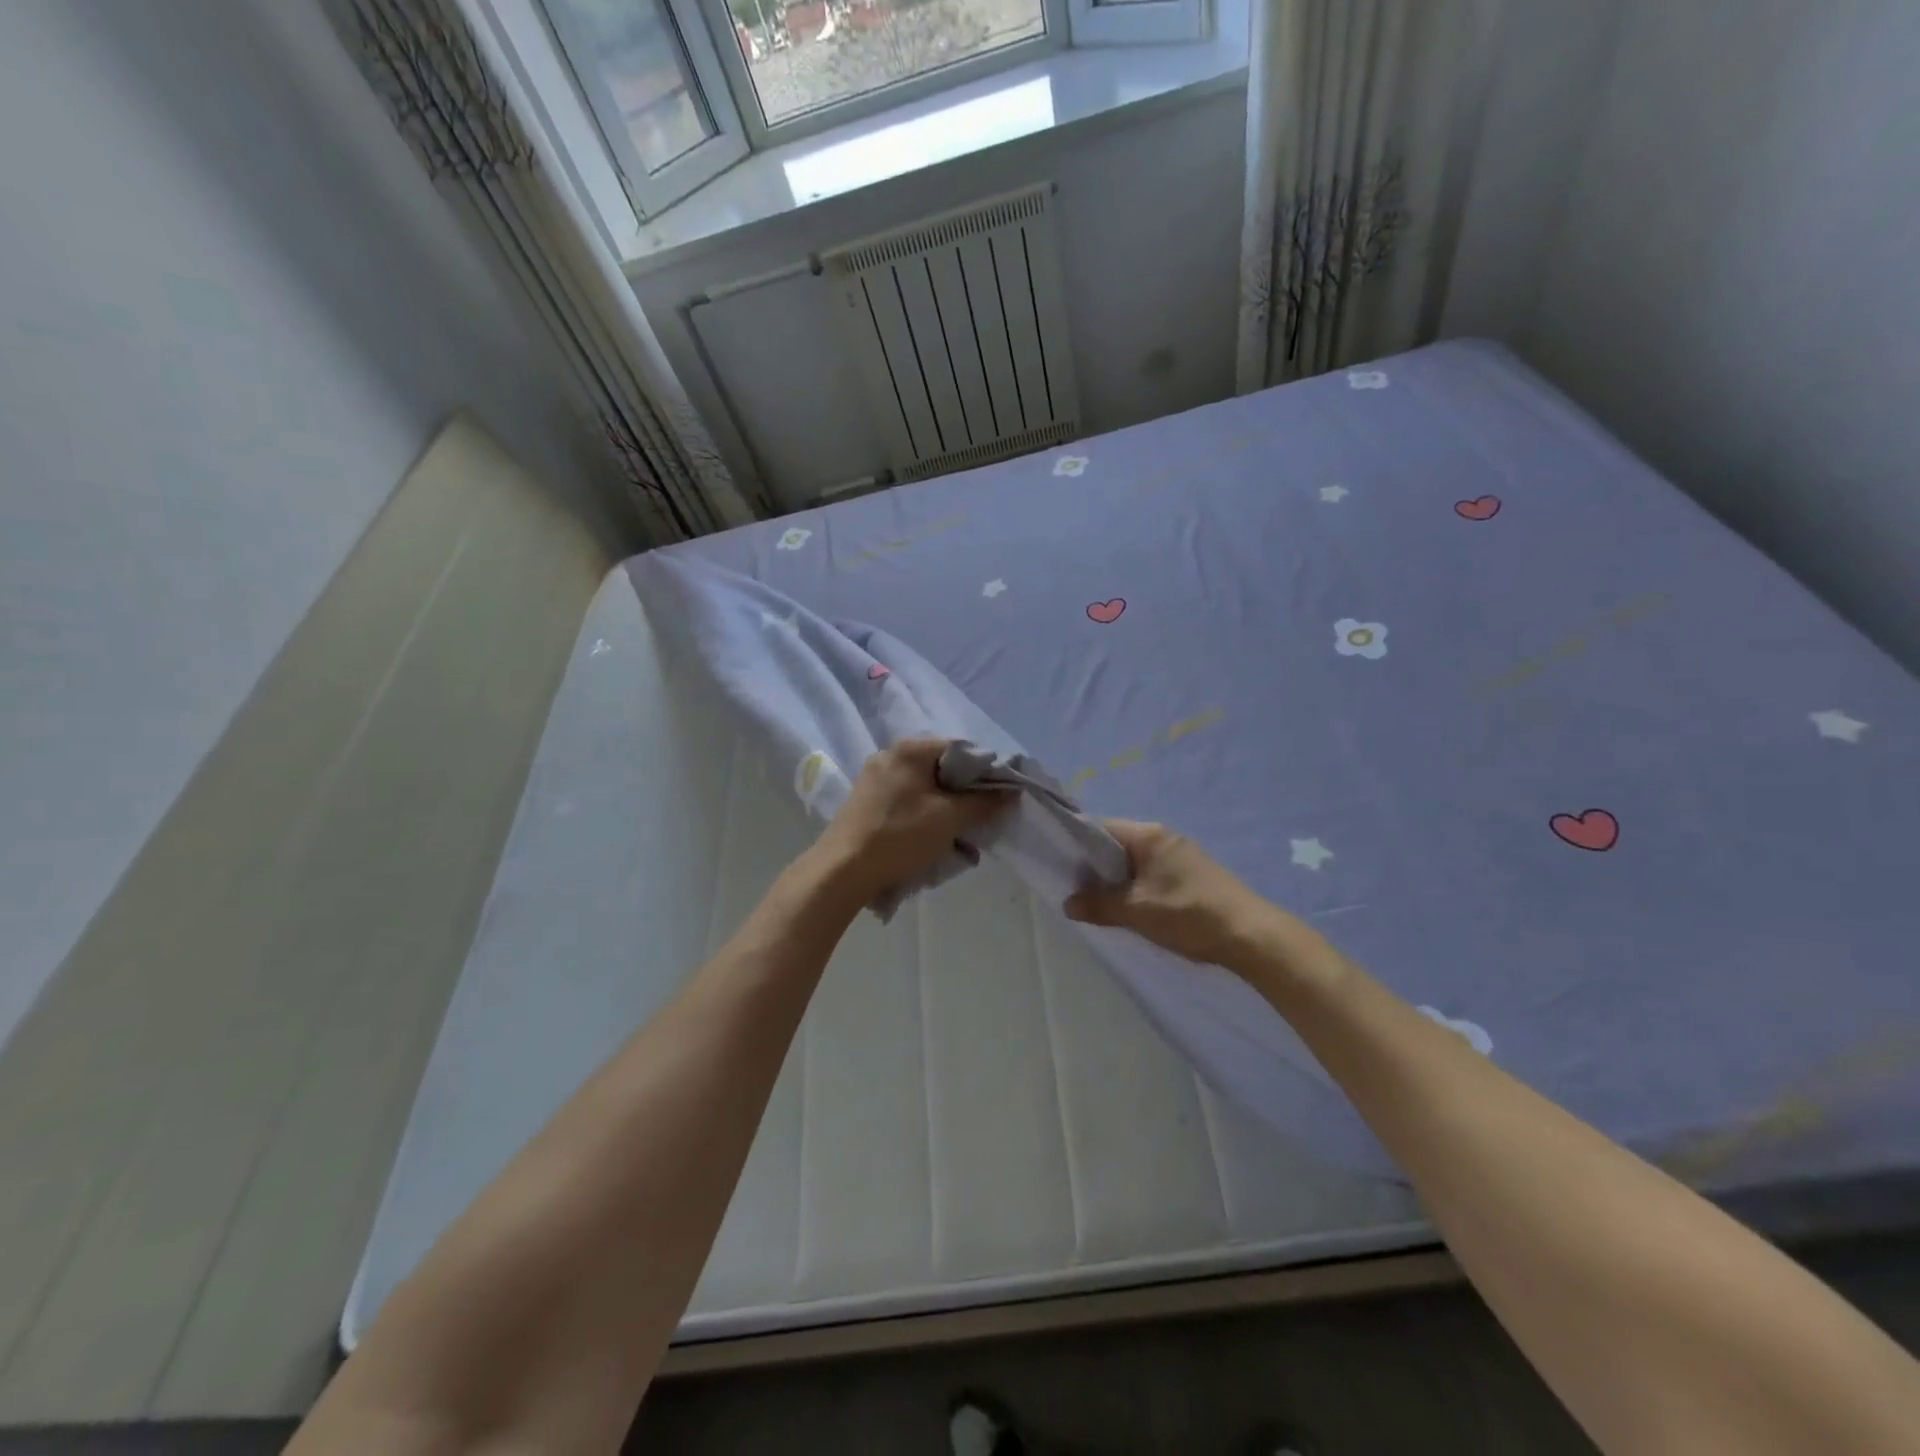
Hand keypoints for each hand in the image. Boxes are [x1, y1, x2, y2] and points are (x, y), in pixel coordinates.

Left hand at [814, 739, 1010, 904]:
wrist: (842, 870)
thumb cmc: (900, 836)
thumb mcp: (950, 819)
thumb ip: (984, 802)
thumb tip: (1010, 792)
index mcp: (911, 749)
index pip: (962, 749)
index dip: (986, 772)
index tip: (999, 799)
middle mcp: (891, 754)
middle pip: (943, 769)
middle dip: (965, 795)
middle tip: (980, 821)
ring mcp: (874, 777)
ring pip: (925, 788)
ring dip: (946, 810)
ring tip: (957, 838)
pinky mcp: (866, 800)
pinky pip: (907, 800)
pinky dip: (924, 816)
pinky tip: (930, 840)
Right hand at [1064, 819, 1273, 967]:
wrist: (1251, 936)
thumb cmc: (1188, 914)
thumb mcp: (1137, 911)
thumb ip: (1099, 904)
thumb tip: (1068, 903)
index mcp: (1149, 835)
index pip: (1100, 828)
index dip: (1077, 845)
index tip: (1060, 867)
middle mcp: (1164, 837)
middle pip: (1117, 845)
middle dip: (1096, 868)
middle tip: (1076, 892)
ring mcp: (1182, 856)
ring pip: (1135, 863)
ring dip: (1118, 882)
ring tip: (1101, 905)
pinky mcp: (1193, 875)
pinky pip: (1152, 875)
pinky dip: (1137, 889)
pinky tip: (1133, 911)